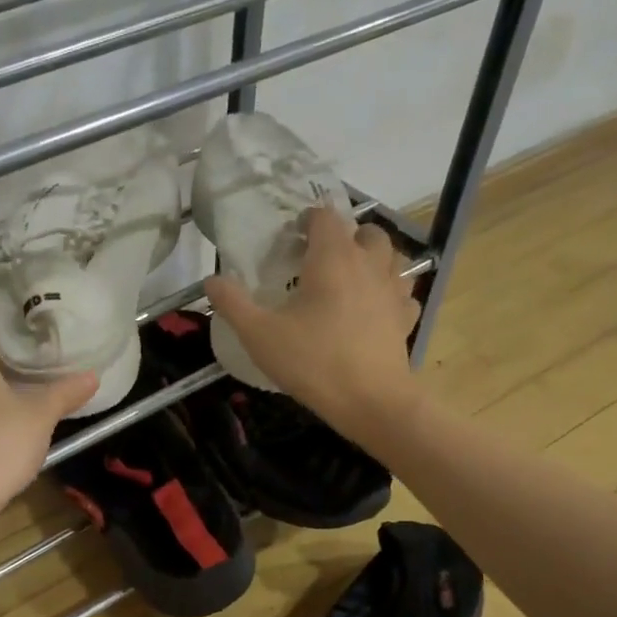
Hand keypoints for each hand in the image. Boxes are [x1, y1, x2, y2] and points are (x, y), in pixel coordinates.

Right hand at [204, 208, 420, 437]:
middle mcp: (369, 263)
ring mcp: (393, 289)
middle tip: (323, 260)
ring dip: (373, 259)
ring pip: (391, 257)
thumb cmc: (312, 362)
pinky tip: (375, 309)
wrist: (369, 400)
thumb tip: (211, 280)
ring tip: (352, 278)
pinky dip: (390, 293)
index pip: (325, 217)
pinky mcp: (406, 317)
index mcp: (333, 258)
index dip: (308, 220)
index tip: (293, 238)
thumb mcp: (259, 335)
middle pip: (366, 232)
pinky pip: (402, 292)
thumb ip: (233, 304)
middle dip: (345, 237)